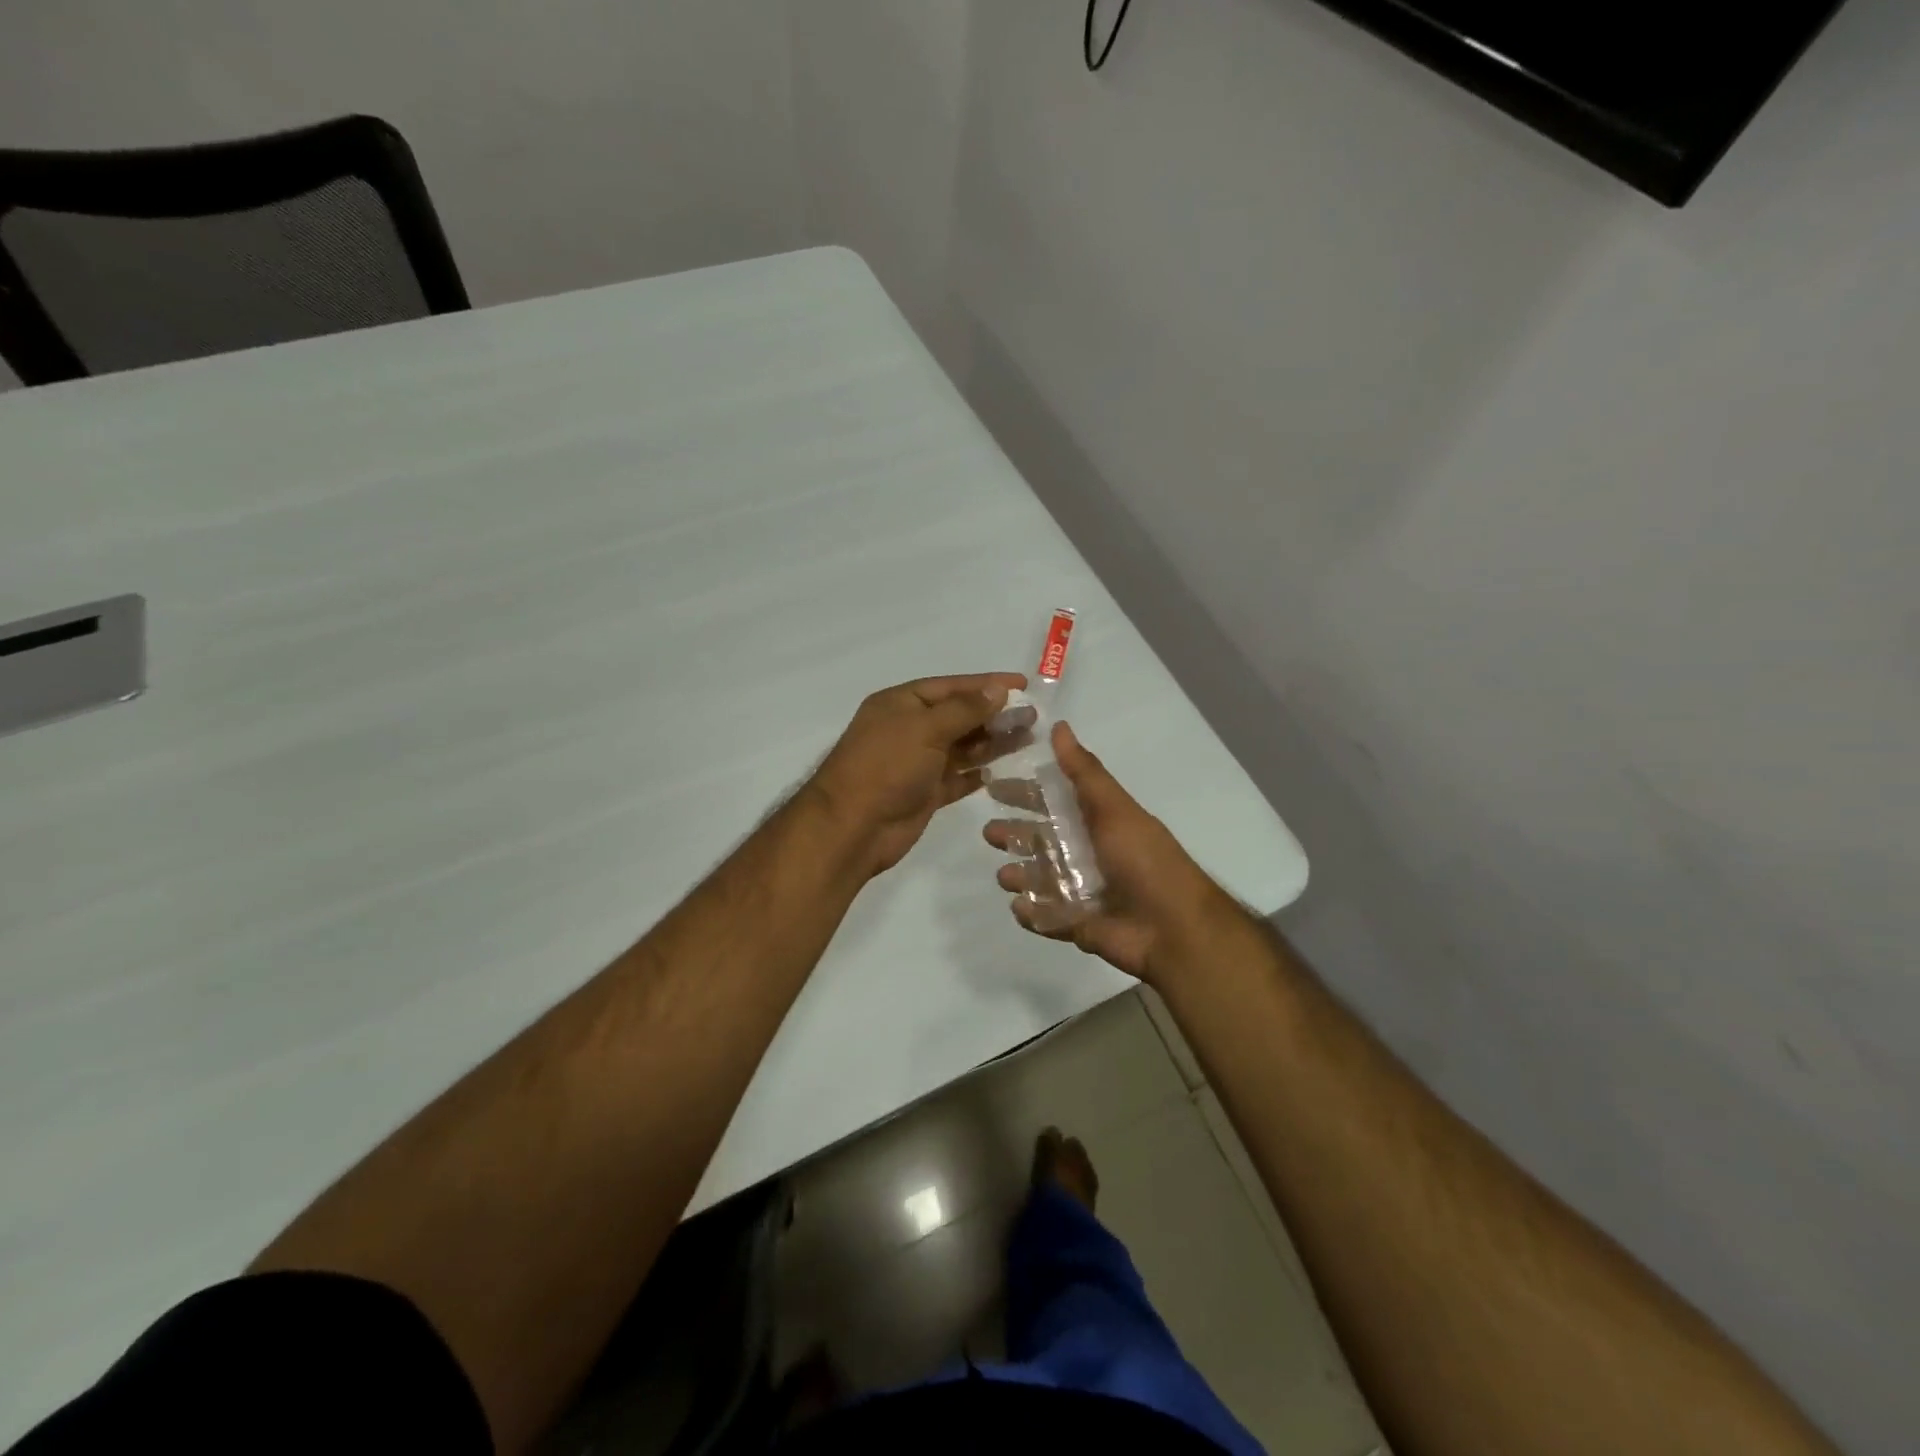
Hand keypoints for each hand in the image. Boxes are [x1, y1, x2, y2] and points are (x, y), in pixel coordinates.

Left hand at [809, 672, 1027, 877]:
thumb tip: (998, 689)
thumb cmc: (886, 767)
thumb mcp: (925, 729)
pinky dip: (977, 773)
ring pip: (962, 747)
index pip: (951, 687)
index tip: (1022, 683)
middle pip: (959, 716)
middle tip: (1032, 716)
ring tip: (1028, 737)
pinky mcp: (925, 793)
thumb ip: (965, 709)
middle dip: (994, 714)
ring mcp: (917, 763)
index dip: (986, 684)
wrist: (853, 827)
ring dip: (992, 742)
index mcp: (901, 704)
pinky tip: (1002, 770)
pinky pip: (957, 777)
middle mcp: (909, 729)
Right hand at [984, 722, 1233, 982]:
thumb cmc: (1144, 860)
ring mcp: (1082, 891)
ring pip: (1039, 879)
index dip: (1024, 794)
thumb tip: (1060, 726)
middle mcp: (1087, 853)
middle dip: (1014, 835)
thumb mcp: (1113, 808)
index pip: (1052, 802)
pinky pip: (1046, 917)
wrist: (1174, 927)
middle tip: (989, 833)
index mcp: (1096, 823)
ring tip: (1005, 875)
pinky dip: (1031, 913)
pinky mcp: (1078, 925)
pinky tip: (1020, 906)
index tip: (993, 786)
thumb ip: (1083, 772)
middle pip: (1041, 840)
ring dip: (1019, 875)